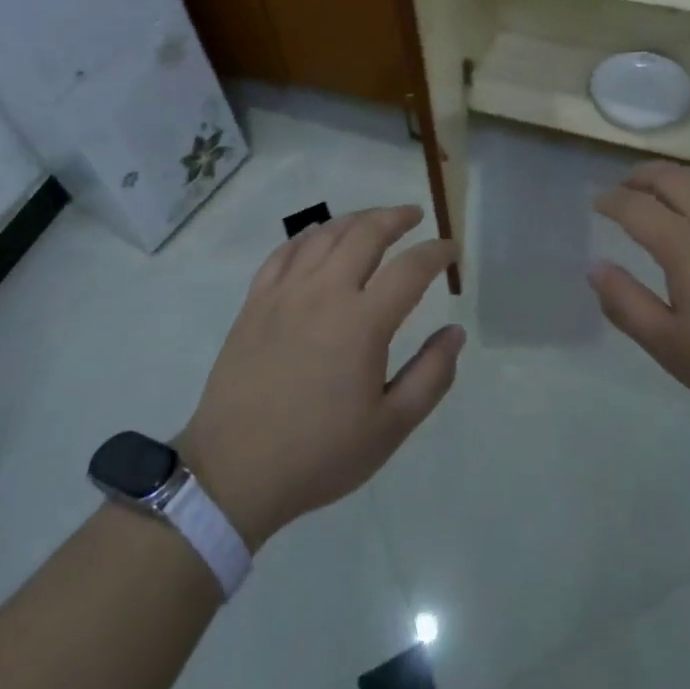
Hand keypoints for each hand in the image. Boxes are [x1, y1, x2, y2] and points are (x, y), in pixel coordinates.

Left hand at [176, 206, 463, 549]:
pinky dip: (309, 236)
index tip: (451, 249)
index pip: (411, 268)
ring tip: (373, 221)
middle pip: (366, 233)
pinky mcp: (256, 301)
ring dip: (356, 220)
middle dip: (396, 218)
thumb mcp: (389, 428)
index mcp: (362, 323)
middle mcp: (325, 292)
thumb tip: (455, 332)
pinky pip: (285, 251)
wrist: (234, 472)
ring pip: (325, 234)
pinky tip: (319, 238)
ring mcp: (285, 292)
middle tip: (414, 216)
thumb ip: (431, 376)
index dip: (436, 253)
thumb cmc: (319, 454)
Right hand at [588, 162, 689, 438]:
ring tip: (666, 188)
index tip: (597, 203)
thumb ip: (626, 304)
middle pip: (671, 178)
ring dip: (678, 176)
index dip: (611, 201)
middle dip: (640, 177)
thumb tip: (595, 266)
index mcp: (686, 246)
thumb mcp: (672, 348)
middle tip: (624, 187)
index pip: (636, 207)